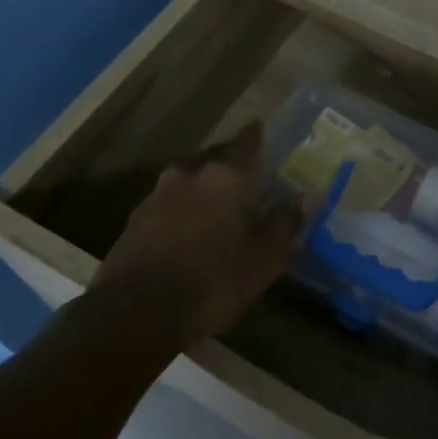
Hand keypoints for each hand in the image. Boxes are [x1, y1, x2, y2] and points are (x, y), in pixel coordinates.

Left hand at [94, 121, 302, 348]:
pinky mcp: (134, 224)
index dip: (254, 137)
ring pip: (187, 187)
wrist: (136, 312)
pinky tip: (186, 237)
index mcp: (226, 179)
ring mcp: (157, 199)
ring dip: (201, 196)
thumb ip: (284, 225)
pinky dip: (179, 217)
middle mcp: (190, 177)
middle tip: (245, 188)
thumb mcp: (264, 260)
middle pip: (215, 167)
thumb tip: (303, 198)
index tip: (258, 125)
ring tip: (214, 215)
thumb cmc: (214, 281)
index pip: (246, 145)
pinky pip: (166, 210)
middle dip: (229, 175)